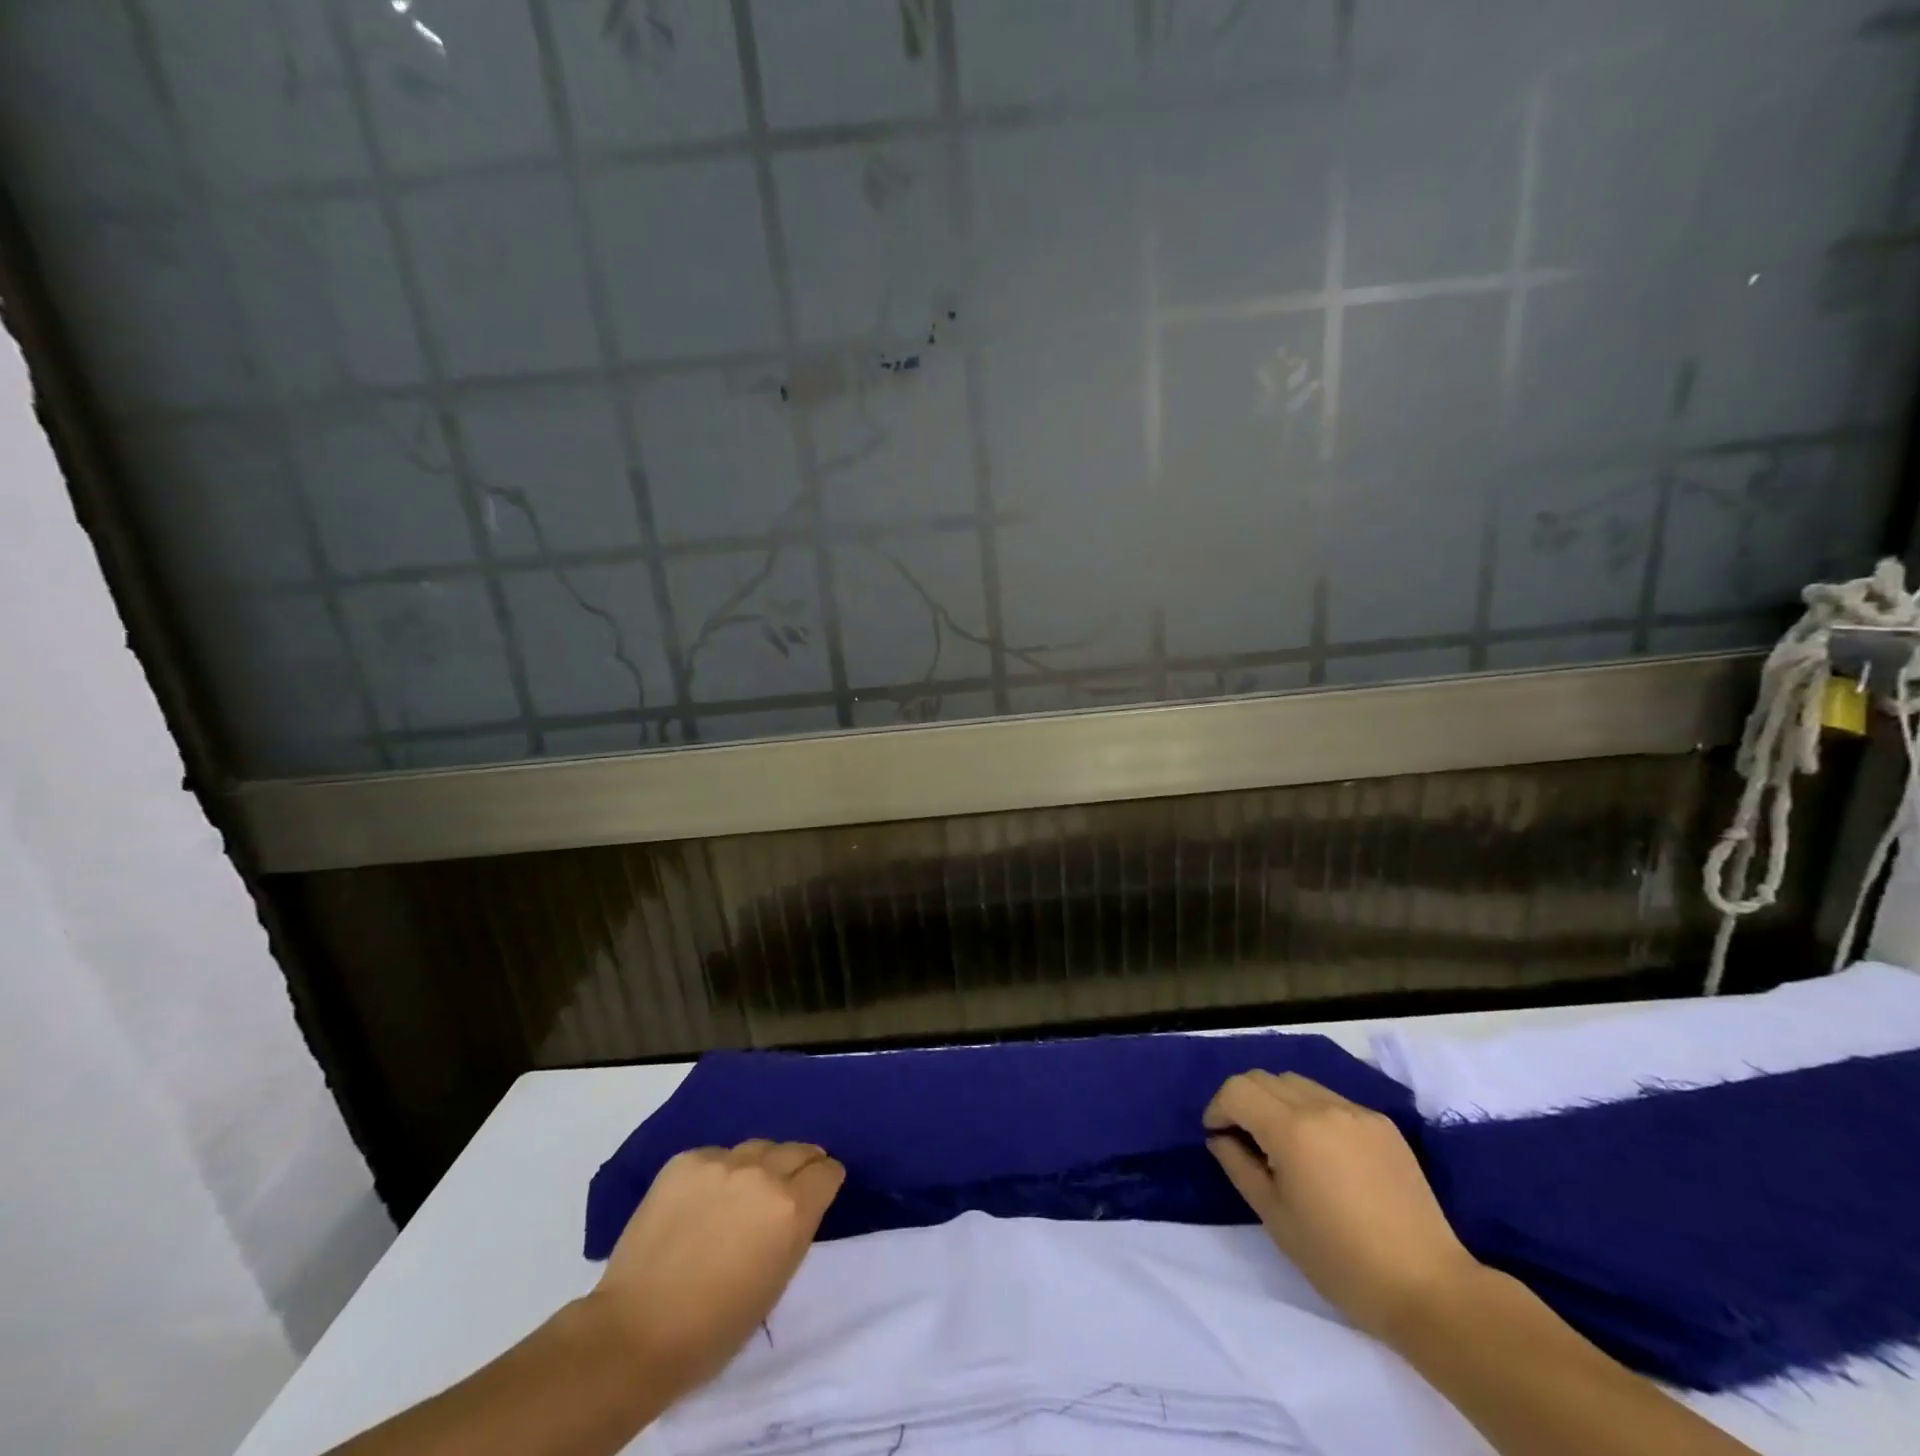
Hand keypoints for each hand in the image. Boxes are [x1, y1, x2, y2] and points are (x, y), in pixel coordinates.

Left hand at [588, 1140, 844, 1400]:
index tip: (819, 1192)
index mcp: (791, 1207)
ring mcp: (721, 1162)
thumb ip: (795, 1231)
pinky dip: (719, 1173)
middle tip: (788, 1188)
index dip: (826, 1181)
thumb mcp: (777, 1282)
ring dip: (760, 1165)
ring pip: (757, 1148)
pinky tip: (703, 1201)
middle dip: (799, 1166)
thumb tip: (796, 1206)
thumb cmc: (714, 1328)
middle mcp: (762, 1173)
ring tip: (743, 1193)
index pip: (827, 1171)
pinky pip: (716, 1156)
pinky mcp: (685, 1160)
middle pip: (797, 1150)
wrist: (635, 1332)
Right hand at [1204, 1071, 1482, 1341]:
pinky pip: (1331, 1100)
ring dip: (1277, 1102)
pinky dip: (1311, 1113)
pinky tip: (1323, 1153)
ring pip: (1297, 1083)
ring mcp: (1356, 1112)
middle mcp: (1322, 1106)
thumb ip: (1239, 1166)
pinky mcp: (1382, 1124)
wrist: (1429, 1288)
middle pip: (1264, 1078)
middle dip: (1244, 1100)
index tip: (1217, 1136)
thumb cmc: (1340, 1260)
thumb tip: (1220, 1137)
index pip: (1237, 1089)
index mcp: (1292, 1129)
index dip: (1218, 1108)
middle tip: (1244, 1138)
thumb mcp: (1275, 1217)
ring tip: (1283, 1144)